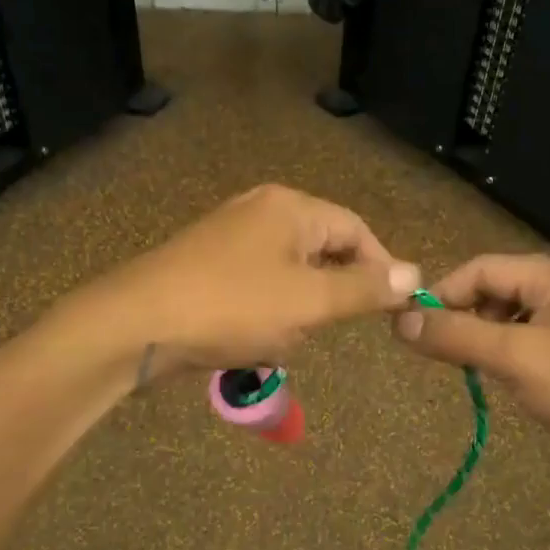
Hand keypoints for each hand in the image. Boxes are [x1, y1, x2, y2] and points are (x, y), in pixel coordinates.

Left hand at [80, 184, 419, 376]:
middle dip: (326, 298)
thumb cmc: (231, 308)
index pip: (355, 230)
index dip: (380, 268)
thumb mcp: (308, 302)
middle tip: (318, 329)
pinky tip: (245, 342)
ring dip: (292, 315)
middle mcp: (261, 212)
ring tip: (271, 339)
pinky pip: (256, 291)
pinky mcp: (207, 268)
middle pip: (321, 252)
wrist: (134, 327)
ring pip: (289, 279)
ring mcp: (229, 238)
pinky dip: (262, 318)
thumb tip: (415, 273)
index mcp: (290, 207)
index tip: (390, 309)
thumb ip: (364, 288)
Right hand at [392, 254, 549, 483]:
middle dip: (466, 319)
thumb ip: (455, 336)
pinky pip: (538, 347)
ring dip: (489, 342)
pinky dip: (515, 360)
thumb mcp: (516, 359)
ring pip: (517, 322)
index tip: (414, 330)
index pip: (482, 268)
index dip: (443, 294)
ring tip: (477, 373)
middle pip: (500, 292)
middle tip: (445, 357)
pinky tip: (514, 387)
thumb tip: (399, 321)